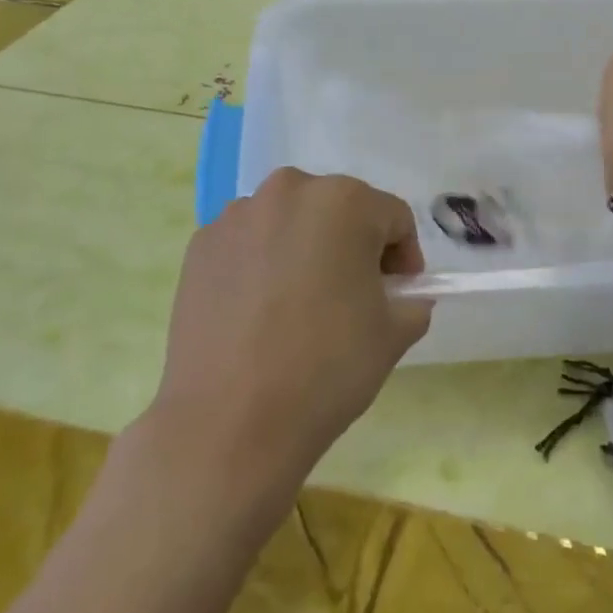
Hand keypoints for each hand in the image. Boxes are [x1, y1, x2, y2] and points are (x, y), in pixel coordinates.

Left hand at [143, 169, 431, 521]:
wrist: (230, 422)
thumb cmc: (326, 368)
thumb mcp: (394, 335)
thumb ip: (412, 301)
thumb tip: (402, 296)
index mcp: (345, 201)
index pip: (392, 218)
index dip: (403, 257)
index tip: (398, 295)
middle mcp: (289, 191)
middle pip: (338, 210)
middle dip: (353, 246)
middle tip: (353, 297)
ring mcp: (237, 216)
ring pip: (290, 222)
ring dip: (304, 249)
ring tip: (299, 306)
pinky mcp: (201, 245)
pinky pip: (248, 243)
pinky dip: (261, 264)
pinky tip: (258, 313)